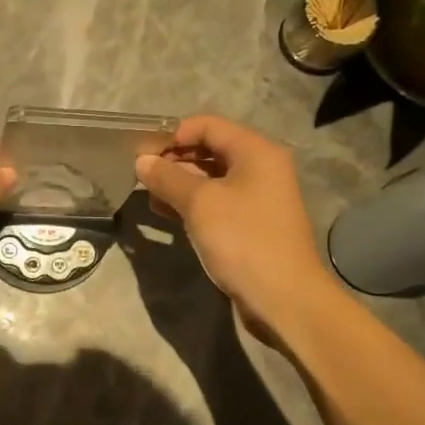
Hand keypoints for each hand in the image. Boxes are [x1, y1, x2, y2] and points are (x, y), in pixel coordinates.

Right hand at [136, 116, 332, 336]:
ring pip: (211, 179)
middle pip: (210, 150)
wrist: (284, 298)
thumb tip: (141, 161)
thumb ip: (168, 178)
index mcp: (255, 151)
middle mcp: (260, 168)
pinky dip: (192, 204)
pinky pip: (217, 203)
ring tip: (148, 195)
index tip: (143, 153)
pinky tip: (166, 214)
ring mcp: (257, 198)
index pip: (208, 125)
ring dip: (179, 184)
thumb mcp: (199, 204)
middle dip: (174, 160)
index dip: (173, 135)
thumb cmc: (243, 240)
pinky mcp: (251, 224)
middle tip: (140, 175)